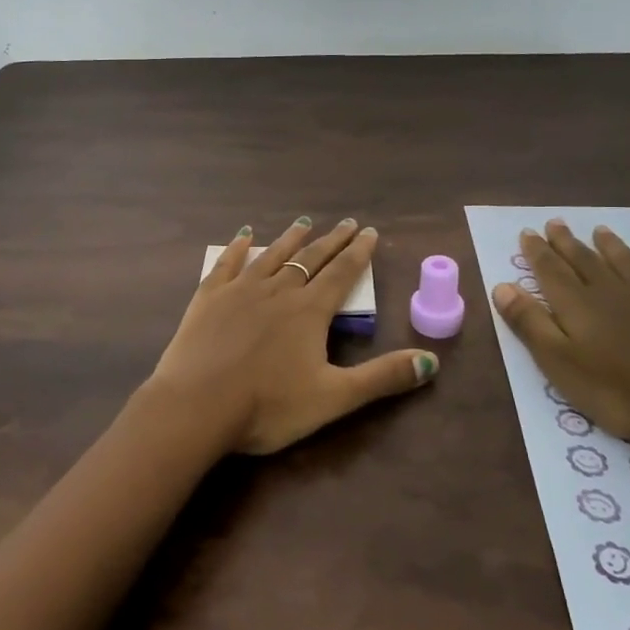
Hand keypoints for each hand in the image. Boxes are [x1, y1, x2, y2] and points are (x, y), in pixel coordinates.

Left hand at [141, 217, 438, 454]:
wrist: (197, 405)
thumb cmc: (268, 406)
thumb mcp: (333, 398)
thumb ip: (382, 378)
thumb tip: (432, 361)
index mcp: (309, 312)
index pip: (342, 274)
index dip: (359, 254)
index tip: (370, 232)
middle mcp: (277, 291)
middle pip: (311, 259)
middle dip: (332, 241)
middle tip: (347, 223)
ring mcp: (240, 290)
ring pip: (272, 256)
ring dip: (291, 239)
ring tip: (304, 223)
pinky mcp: (208, 297)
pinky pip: (227, 264)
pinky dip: (238, 248)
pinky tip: (244, 235)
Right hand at [490, 219, 629, 448]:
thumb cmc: (620, 390)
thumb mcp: (560, 363)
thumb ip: (531, 323)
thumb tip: (502, 285)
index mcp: (577, 305)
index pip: (550, 271)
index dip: (537, 252)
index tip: (527, 232)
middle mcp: (611, 292)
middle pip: (585, 261)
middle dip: (567, 242)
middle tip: (555, 223)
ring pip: (625, 263)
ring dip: (610, 246)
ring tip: (599, 230)